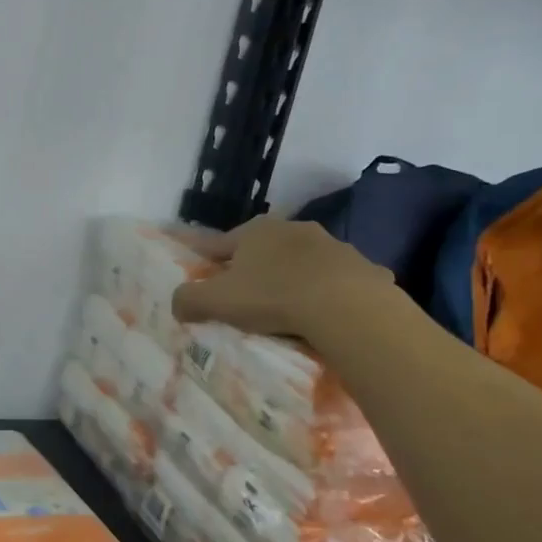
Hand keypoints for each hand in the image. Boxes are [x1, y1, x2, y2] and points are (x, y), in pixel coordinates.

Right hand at [172, 216, 393, 344]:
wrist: (347, 307)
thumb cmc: (273, 297)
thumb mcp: (217, 301)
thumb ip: (189, 300)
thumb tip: (177, 304)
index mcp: (256, 231)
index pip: (220, 243)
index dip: (206, 258)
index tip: (199, 271)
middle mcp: (294, 229)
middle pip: (265, 249)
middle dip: (255, 266)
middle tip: (246, 293)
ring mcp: (334, 246)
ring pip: (305, 261)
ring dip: (296, 276)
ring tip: (290, 305)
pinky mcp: (364, 268)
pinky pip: (340, 280)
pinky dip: (333, 292)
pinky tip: (331, 313)